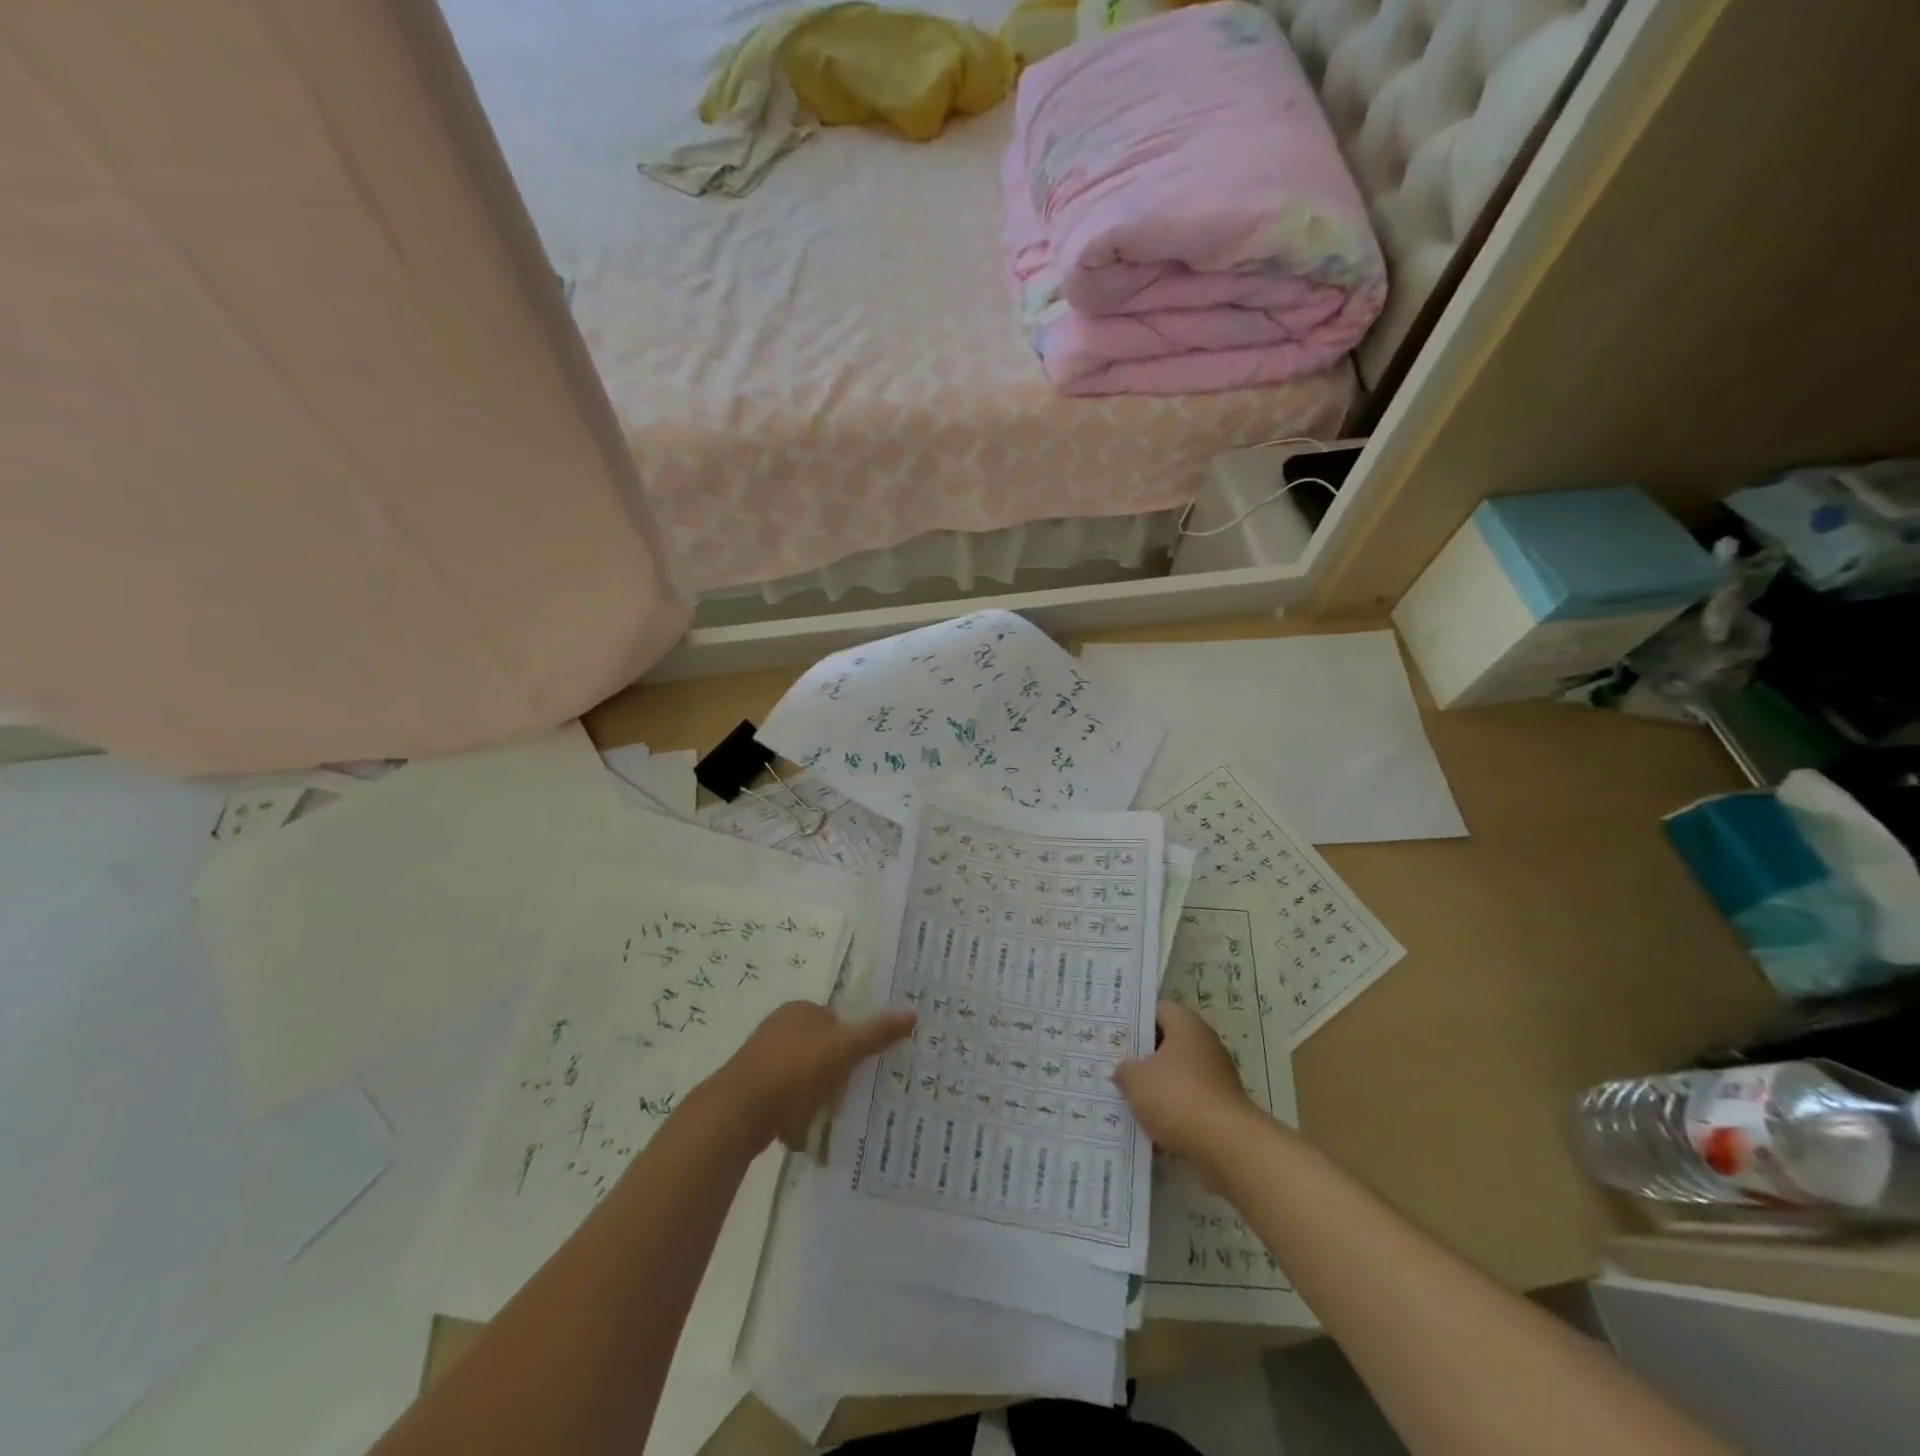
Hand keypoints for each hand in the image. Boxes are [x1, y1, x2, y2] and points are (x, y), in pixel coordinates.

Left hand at [717, 1001, 916, 1150]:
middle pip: (820, 1049)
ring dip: (814, 1095)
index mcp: (799, 1010)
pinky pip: (783, 1098)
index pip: (836, 1021)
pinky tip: (800, 1131)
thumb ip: (876, 1032)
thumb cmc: (794, 1070)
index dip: (851, 1044)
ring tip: (826, 1116)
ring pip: (801, 1076)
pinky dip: (793, 1112)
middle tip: (848, 1095)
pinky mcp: (750, 1089)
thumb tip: (912, 1012)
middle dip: (833, 1072)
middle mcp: (778, 1027)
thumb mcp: (843, 1049)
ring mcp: (761, 1058)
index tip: (863, 1069)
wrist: (738, 1111)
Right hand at [1113, 1000, 1257, 1167]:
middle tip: (1119, 1066)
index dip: (1137, 1019)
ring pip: (1179, 1075)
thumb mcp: (1135, 1079)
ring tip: (1131, 1101)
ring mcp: (1218, 1077)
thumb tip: (1125, 1071)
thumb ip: (1124, 1070)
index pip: (1160, 1009)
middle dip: (1145, 1057)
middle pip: (1170, 1043)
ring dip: (1158, 1087)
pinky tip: (1154, 1129)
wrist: (1227, 1146)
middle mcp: (1206, 1045)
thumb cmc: (1177, 1096)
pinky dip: (1174, 1112)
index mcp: (1187, 1026)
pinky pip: (1191, 1102)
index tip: (1117, 1034)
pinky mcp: (1223, 1108)